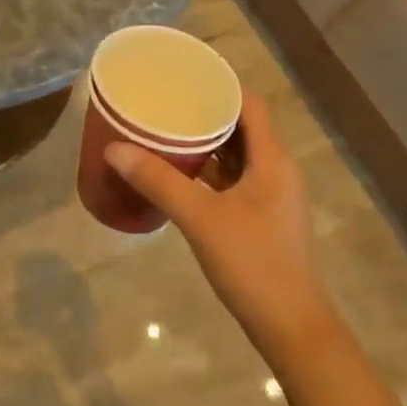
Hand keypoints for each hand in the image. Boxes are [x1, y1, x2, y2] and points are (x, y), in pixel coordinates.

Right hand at [106, 95, 333, 355]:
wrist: (292, 329)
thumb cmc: (253, 264)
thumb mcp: (201, 218)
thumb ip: (159, 182)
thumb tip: (115, 148)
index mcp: (272, 160)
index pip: (249, 104)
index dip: (221, 85)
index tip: (185, 76)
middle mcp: (276, 170)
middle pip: (242, 126)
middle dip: (206, 113)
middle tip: (167, 102)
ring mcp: (271, 196)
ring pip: (238, 155)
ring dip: (208, 143)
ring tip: (167, 130)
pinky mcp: (263, 218)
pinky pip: (235, 179)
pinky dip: (211, 170)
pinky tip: (181, 173)